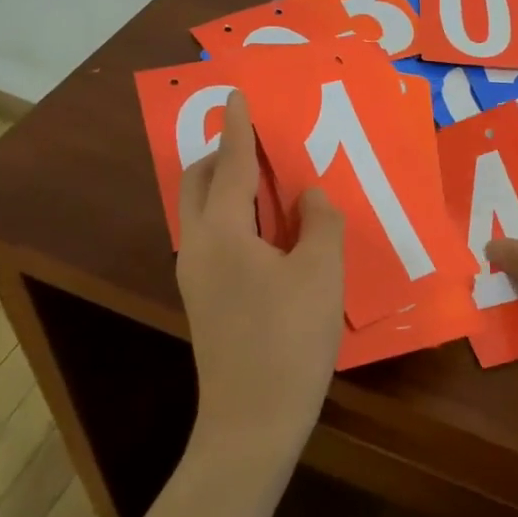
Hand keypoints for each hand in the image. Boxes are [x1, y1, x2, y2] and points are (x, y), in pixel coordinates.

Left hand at [176, 91, 344, 466]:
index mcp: (223, 232)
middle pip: (200, 183)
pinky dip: (234, 217)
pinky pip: (212, 237)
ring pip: (202, 212)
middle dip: (224, 154)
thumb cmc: (290, 340)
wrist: (252, 422)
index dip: (240, 128)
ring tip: (270, 183)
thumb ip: (321, 222)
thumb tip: (310, 195)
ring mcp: (195, 276)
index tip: (236, 94)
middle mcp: (198, 247)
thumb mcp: (322, 273)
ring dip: (229, 187)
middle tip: (261, 144)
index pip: (233, 165)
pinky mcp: (204, 299)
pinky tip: (269, 232)